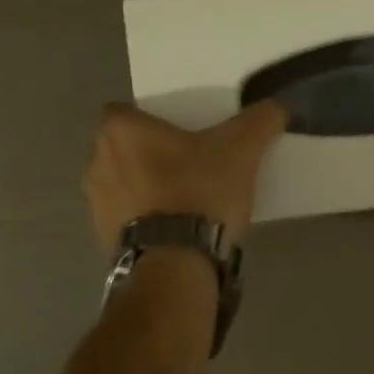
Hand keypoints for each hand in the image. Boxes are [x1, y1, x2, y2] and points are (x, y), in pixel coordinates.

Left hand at [83, 100, 289, 256]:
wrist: (175, 266)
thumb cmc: (198, 193)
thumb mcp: (241, 150)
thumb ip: (260, 121)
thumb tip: (277, 107)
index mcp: (119, 131)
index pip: (124, 111)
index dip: (149, 119)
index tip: (178, 132)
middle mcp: (96, 162)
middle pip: (123, 148)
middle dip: (148, 153)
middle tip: (187, 162)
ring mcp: (96, 204)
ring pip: (122, 184)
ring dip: (144, 188)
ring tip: (184, 200)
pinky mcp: (103, 239)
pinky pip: (125, 219)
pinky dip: (144, 220)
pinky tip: (175, 230)